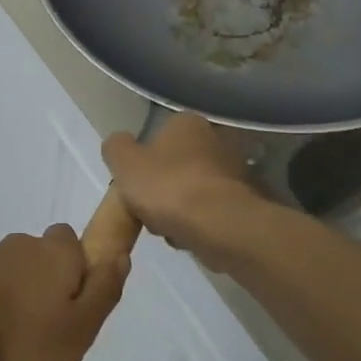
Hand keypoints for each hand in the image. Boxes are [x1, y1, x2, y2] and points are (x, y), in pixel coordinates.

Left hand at [0, 227, 130, 360]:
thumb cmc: (22, 341)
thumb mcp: (79, 329)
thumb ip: (103, 291)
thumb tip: (120, 255)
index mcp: (54, 252)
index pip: (72, 242)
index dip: (79, 271)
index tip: (76, 309)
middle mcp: (19, 246)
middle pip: (41, 260)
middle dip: (47, 289)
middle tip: (48, 334)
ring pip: (12, 278)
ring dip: (16, 304)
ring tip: (14, 351)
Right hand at [101, 112, 256, 270]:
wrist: (219, 226)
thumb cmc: (167, 186)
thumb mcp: (124, 162)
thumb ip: (116, 147)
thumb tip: (118, 143)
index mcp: (187, 122)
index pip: (158, 135)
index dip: (142, 161)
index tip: (134, 184)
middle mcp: (216, 139)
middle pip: (176, 165)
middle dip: (161, 188)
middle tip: (147, 210)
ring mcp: (235, 171)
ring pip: (192, 191)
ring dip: (178, 209)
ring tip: (167, 229)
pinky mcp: (244, 203)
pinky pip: (209, 212)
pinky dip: (197, 223)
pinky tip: (188, 237)